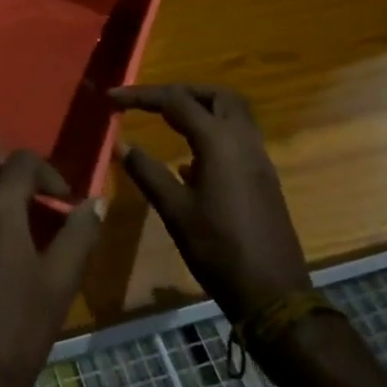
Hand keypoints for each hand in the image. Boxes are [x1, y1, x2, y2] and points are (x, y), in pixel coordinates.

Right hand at [110, 83, 311, 323]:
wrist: (274, 295)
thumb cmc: (219, 250)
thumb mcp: (175, 211)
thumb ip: (147, 172)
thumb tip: (121, 144)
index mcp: (219, 142)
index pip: (175, 101)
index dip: (141, 96)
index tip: (112, 98)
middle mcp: (243, 140)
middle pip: (215, 95)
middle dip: (181, 91)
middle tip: (151, 103)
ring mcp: (258, 158)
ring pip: (232, 113)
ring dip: (201, 109)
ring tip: (167, 122)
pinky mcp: (263, 177)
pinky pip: (238, 137)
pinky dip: (213, 132)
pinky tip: (189, 160)